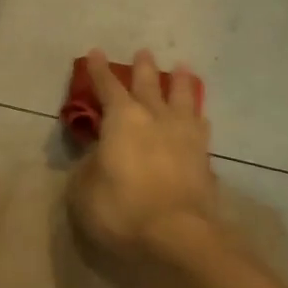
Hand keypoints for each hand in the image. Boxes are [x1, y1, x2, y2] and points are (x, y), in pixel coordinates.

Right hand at [67, 49, 218, 263]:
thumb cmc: (121, 208)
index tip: (96, 53)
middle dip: (144, 68)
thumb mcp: (83, 189)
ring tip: (183, 68)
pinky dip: (197, 117)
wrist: (177, 235)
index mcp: (122, 119)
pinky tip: (199, 117)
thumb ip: (87, 166)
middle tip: (144, 51)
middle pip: (149, 85)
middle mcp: (155, 118)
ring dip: (181, 82)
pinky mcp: (203, 158)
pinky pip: (200, 128)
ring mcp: (183, 136)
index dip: (99, 71)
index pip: (107, 87)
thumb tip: (97, 156)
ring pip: (183, 99)